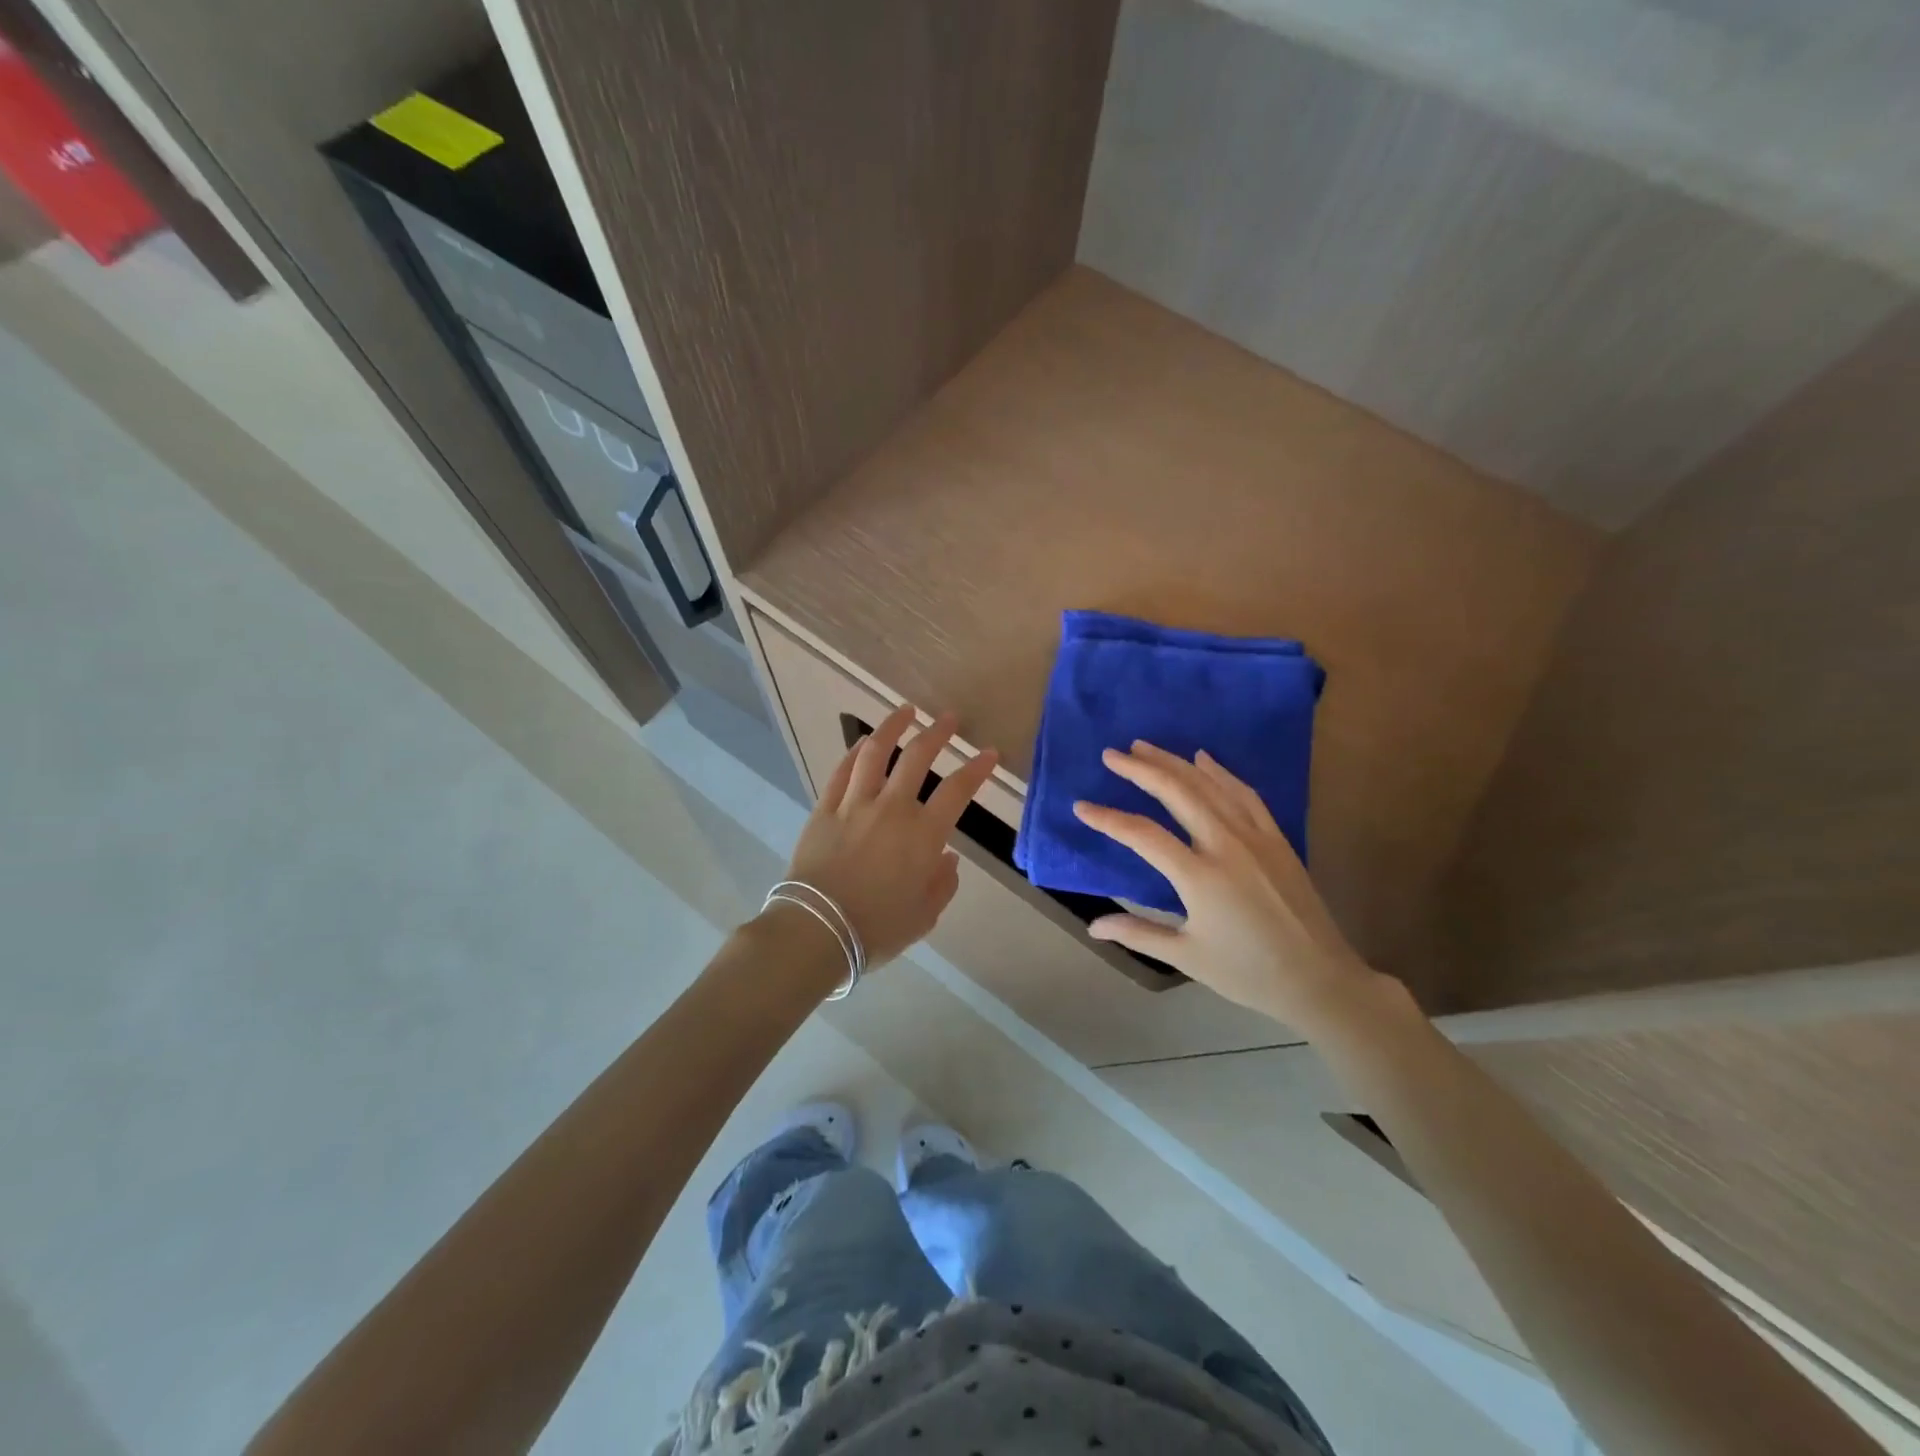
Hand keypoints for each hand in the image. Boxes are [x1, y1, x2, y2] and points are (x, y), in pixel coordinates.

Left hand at [782, 705, 998, 966]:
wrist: (818, 930)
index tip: (989, 754)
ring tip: (905, 711)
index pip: (958, 790)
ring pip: (875, 752)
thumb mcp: (924, 915)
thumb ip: (942, 883)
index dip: (977, 769)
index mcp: (923, 835)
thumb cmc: (877, 929)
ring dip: (892, 727)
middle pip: (917, 756)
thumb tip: (946, 857)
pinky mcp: (824, 809)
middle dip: (937, 733)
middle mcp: (891, 809)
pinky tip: (864, 743)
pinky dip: (855, 752)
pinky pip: (841, 771)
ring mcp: (854, 804)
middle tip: (948, 718)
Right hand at [1073, 742, 1389, 1027]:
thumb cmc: (1248, 973)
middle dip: (1140, 769)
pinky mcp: (1276, 838)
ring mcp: (1255, 837)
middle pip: (1176, 792)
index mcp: (1200, 877)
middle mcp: (1226, 845)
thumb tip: (1093, 926)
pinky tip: (1203, 759)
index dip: (1108, 819)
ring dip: (1174, 762)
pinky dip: (1220, 772)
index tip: (1081, 806)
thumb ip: (1138, 933)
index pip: (1142, 834)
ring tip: (1144, 746)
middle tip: (1111, 755)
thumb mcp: (1187, 957)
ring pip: (1209, 785)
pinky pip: (1244, 794)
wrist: (1320, 979)